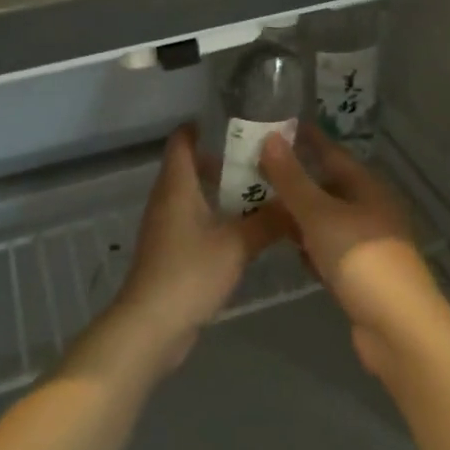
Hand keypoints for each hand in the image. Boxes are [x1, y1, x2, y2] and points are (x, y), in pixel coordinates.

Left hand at [112, 127, 283, 372]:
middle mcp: (167, 199)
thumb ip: (268, 222)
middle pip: (191, 166)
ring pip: (194, 195)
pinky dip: (216, 215)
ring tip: (261, 192)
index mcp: (177, 185)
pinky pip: (194, 220)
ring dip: (222, 190)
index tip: (238, 123)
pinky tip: (244, 229)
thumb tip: (298, 204)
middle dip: (224, 159)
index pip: (183, 140)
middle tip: (262, 159)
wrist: (151, 326)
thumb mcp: (237, 245)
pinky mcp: (170, 251)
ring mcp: (166, 226)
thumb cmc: (189, 273)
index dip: (204, 126)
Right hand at [259, 128, 442, 376]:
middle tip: (254, 171)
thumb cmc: (360, 259)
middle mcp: (369, 209)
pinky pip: (328, 249)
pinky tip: (288, 249)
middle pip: (326, 186)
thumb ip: (292, 179)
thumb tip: (270, 138)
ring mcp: (366, 243)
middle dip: (294, 179)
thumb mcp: (320, 214)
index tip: (273, 127)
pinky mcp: (360, 274)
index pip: (331, 152)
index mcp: (367, 186)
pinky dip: (309, 246)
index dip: (304, 139)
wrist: (398, 328)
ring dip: (298, 214)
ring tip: (259, 207)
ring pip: (325, 219)